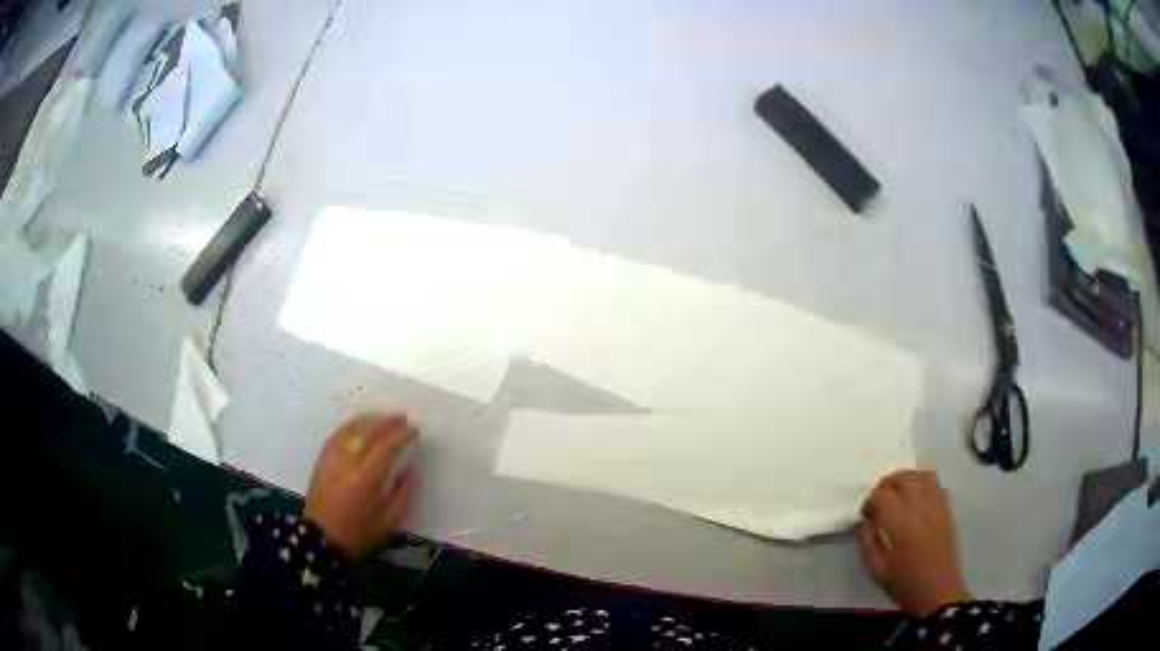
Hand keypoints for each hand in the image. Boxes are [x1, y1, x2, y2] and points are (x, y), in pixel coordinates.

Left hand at [304, 412, 416, 559]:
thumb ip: (403, 494)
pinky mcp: (321, 461)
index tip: (414, 430)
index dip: (401, 435)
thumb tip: (409, 470)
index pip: (386, 447)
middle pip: (368, 433)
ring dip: (368, 420)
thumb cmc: (360, 534)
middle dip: (387, 422)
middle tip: (402, 417)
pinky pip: (336, 436)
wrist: (322, 540)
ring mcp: (331, 459)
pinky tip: (359, 425)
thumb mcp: (390, 522)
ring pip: (350, 430)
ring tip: (383, 417)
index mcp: (366, 480)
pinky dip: (350, 427)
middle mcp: (347, 463)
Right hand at [857, 470, 971, 618]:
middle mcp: (920, 506)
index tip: (865, 517)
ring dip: (901, 481)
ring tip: (894, 497)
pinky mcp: (946, 506)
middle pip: (899, 480)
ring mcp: (936, 504)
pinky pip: (932, 481)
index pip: (881, 495)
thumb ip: (867, 541)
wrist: (939, 591)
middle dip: (883, 489)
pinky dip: (919, 481)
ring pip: (917, 476)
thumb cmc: (905, 584)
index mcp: (901, 523)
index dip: (869, 503)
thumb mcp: (877, 569)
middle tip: (877, 508)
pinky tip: (913, 496)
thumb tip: (863, 521)